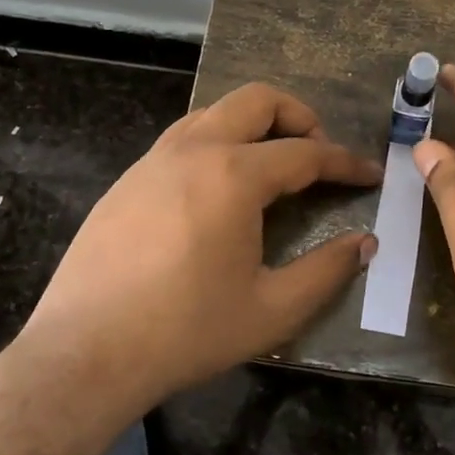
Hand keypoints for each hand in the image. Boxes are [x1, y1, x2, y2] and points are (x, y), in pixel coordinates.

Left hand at [20, 82, 381, 415]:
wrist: (85, 353)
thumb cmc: (186, 332)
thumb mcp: (273, 310)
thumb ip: (327, 271)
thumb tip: (365, 244)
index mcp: (234, 175)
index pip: (306, 152)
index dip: (344, 162)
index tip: (369, 174)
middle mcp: (194, 150)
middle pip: (257, 101)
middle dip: (299, 116)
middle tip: (318, 154)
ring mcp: (153, 160)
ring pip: (215, 112)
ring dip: (253, 125)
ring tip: (272, 165)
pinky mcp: (127, 180)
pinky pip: (182, 138)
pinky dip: (216, 143)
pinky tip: (218, 190)